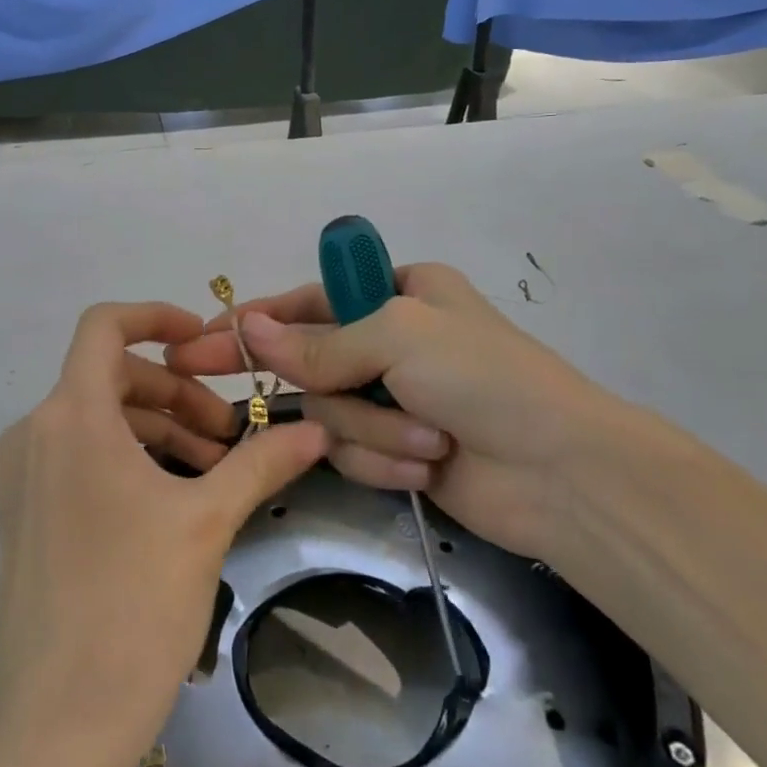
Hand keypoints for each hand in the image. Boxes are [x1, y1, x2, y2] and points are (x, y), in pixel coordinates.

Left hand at [0, 302, 327, 766]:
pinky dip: (128, 456)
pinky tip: (173, 498)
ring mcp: (23, 473)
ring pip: (98, 418)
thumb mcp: (206, 523)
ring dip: (157, 427)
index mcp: (70, 414)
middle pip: (111, 375)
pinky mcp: (23, 511)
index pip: (105, 326)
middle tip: (229, 434)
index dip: (156, 316)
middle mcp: (36, 430)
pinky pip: (80, 455)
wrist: (52, 727)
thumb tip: (317, 431)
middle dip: (175, 391)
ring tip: (213, 470)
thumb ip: (261, 464)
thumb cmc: (131, 606)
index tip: (204, 340)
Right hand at [165, 265, 628, 559]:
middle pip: (309, 360)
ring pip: (330, 413)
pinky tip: (428, 465)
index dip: (255, 320)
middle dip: (302, 381)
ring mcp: (393, 398)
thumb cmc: (483, 378)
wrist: (564, 474)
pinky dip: (385, 459)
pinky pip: (353, 452)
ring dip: (371, 430)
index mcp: (397, 292)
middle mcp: (390, 340)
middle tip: (207, 377)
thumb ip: (318, 342)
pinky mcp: (397, 449)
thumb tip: (248, 330)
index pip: (306, 301)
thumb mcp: (397, 336)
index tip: (202, 338)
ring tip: (427, 441)